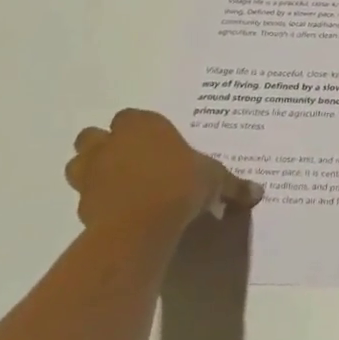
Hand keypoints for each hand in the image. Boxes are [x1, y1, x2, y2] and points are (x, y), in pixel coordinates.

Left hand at [64, 108, 261, 236]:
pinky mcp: (82, 205)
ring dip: (93, 171)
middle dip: (106, 146)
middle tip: (131, 161)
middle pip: (94, 136)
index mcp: (142, 125)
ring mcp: (92, 174)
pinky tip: (119, 212)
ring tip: (119, 185)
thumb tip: (258, 192)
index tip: (157, 143)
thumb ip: (232, 185)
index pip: (131, 116)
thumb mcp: (216, 180)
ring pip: (80, 164)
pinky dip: (98, 202)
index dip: (141, 129)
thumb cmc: (181, 184)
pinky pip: (86, 198)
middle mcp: (111, 143)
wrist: (142, 224)